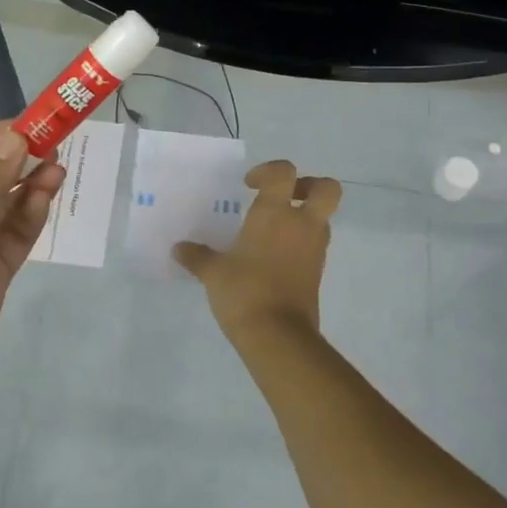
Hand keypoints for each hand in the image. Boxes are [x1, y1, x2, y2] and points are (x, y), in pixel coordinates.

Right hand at [174, 159, 340, 343]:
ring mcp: (315, 249)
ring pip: (323, 218)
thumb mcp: (213, 273)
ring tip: (273, 231)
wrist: (278, 336)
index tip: (250, 186)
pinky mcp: (318, 272)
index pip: (284, 173)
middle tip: (284, 197)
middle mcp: (302, 224)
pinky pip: (315, 244)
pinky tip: (274, 257)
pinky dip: (301, 243)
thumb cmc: (244, 292)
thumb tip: (179, 249)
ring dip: (305, 216)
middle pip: (327, 189)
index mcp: (275, 213)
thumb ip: (197, 256)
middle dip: (308, 186)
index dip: (269, 171)